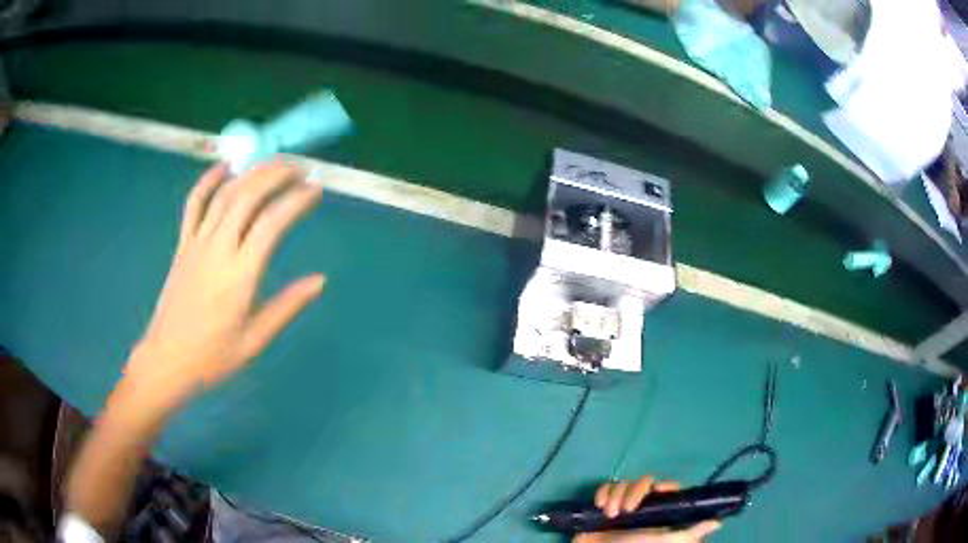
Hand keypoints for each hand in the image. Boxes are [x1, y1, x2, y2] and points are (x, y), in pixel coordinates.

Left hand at [117, 161, 324, 417]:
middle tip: (299, 169)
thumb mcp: (256, 340)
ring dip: (251, 172)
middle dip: (276, 175)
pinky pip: (194, 204)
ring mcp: (197, 243)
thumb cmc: (213, 357)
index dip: (296, 201)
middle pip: (248, 196)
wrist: (167, 361)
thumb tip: (320, 281)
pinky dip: (208, 181)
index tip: (315, 190)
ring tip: (273, 164)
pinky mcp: (183, 245)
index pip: (272, 223)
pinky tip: (223, 167)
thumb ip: (287, 306)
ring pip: (225, 194)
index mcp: (239, 275)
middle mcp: (218, 249)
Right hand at [573, 477, 720, 542]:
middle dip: (634, 492)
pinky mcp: (604, 505)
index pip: (668, 489)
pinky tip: (600, 505)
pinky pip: (606, 487)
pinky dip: (603, 492)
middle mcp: (643, 506)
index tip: (658, 490)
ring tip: (610, 514)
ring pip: (624, 483)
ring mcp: (622, 505)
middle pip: (643, 481)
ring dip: (616, 495)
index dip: (664, 485)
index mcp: (659, 511)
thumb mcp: (668, 541)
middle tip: (626, 510)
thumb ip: (690, 533)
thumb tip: (717, 522)